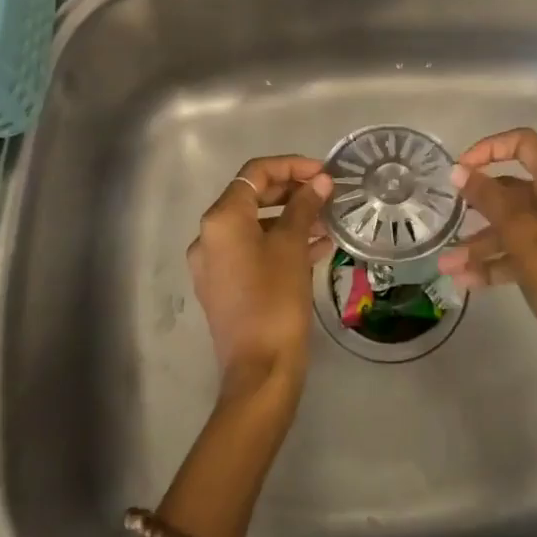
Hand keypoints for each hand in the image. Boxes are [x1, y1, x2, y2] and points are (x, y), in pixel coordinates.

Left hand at [187, 156, 332, 409]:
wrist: (260, 371)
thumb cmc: (275, 300)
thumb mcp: (293, 246)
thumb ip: (305, 206)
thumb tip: (320, 181)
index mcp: (221, 219)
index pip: (256, 173)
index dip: (292, 165)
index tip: (324, 173)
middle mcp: (209, 236)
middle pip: (253, 197)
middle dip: (292, 191)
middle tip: (327, 194)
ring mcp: (214, 264)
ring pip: (256, 225)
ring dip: (290, 218)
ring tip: (327, 221)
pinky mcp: (224, 286)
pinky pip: (254, 251)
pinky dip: (281, 243)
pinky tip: (316, 249)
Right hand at [438, 129, 536, 392]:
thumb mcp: (524, 241)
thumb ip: (490, 202)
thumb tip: (459, 171)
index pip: (523, 144)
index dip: (488, 149)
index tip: (459, 171)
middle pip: (514, 188)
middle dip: (478, 205)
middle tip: (447, 216)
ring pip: (515, 224)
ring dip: (481, 242)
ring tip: (446, 265)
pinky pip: (522, 250)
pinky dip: (497, 262)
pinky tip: (465, 281)